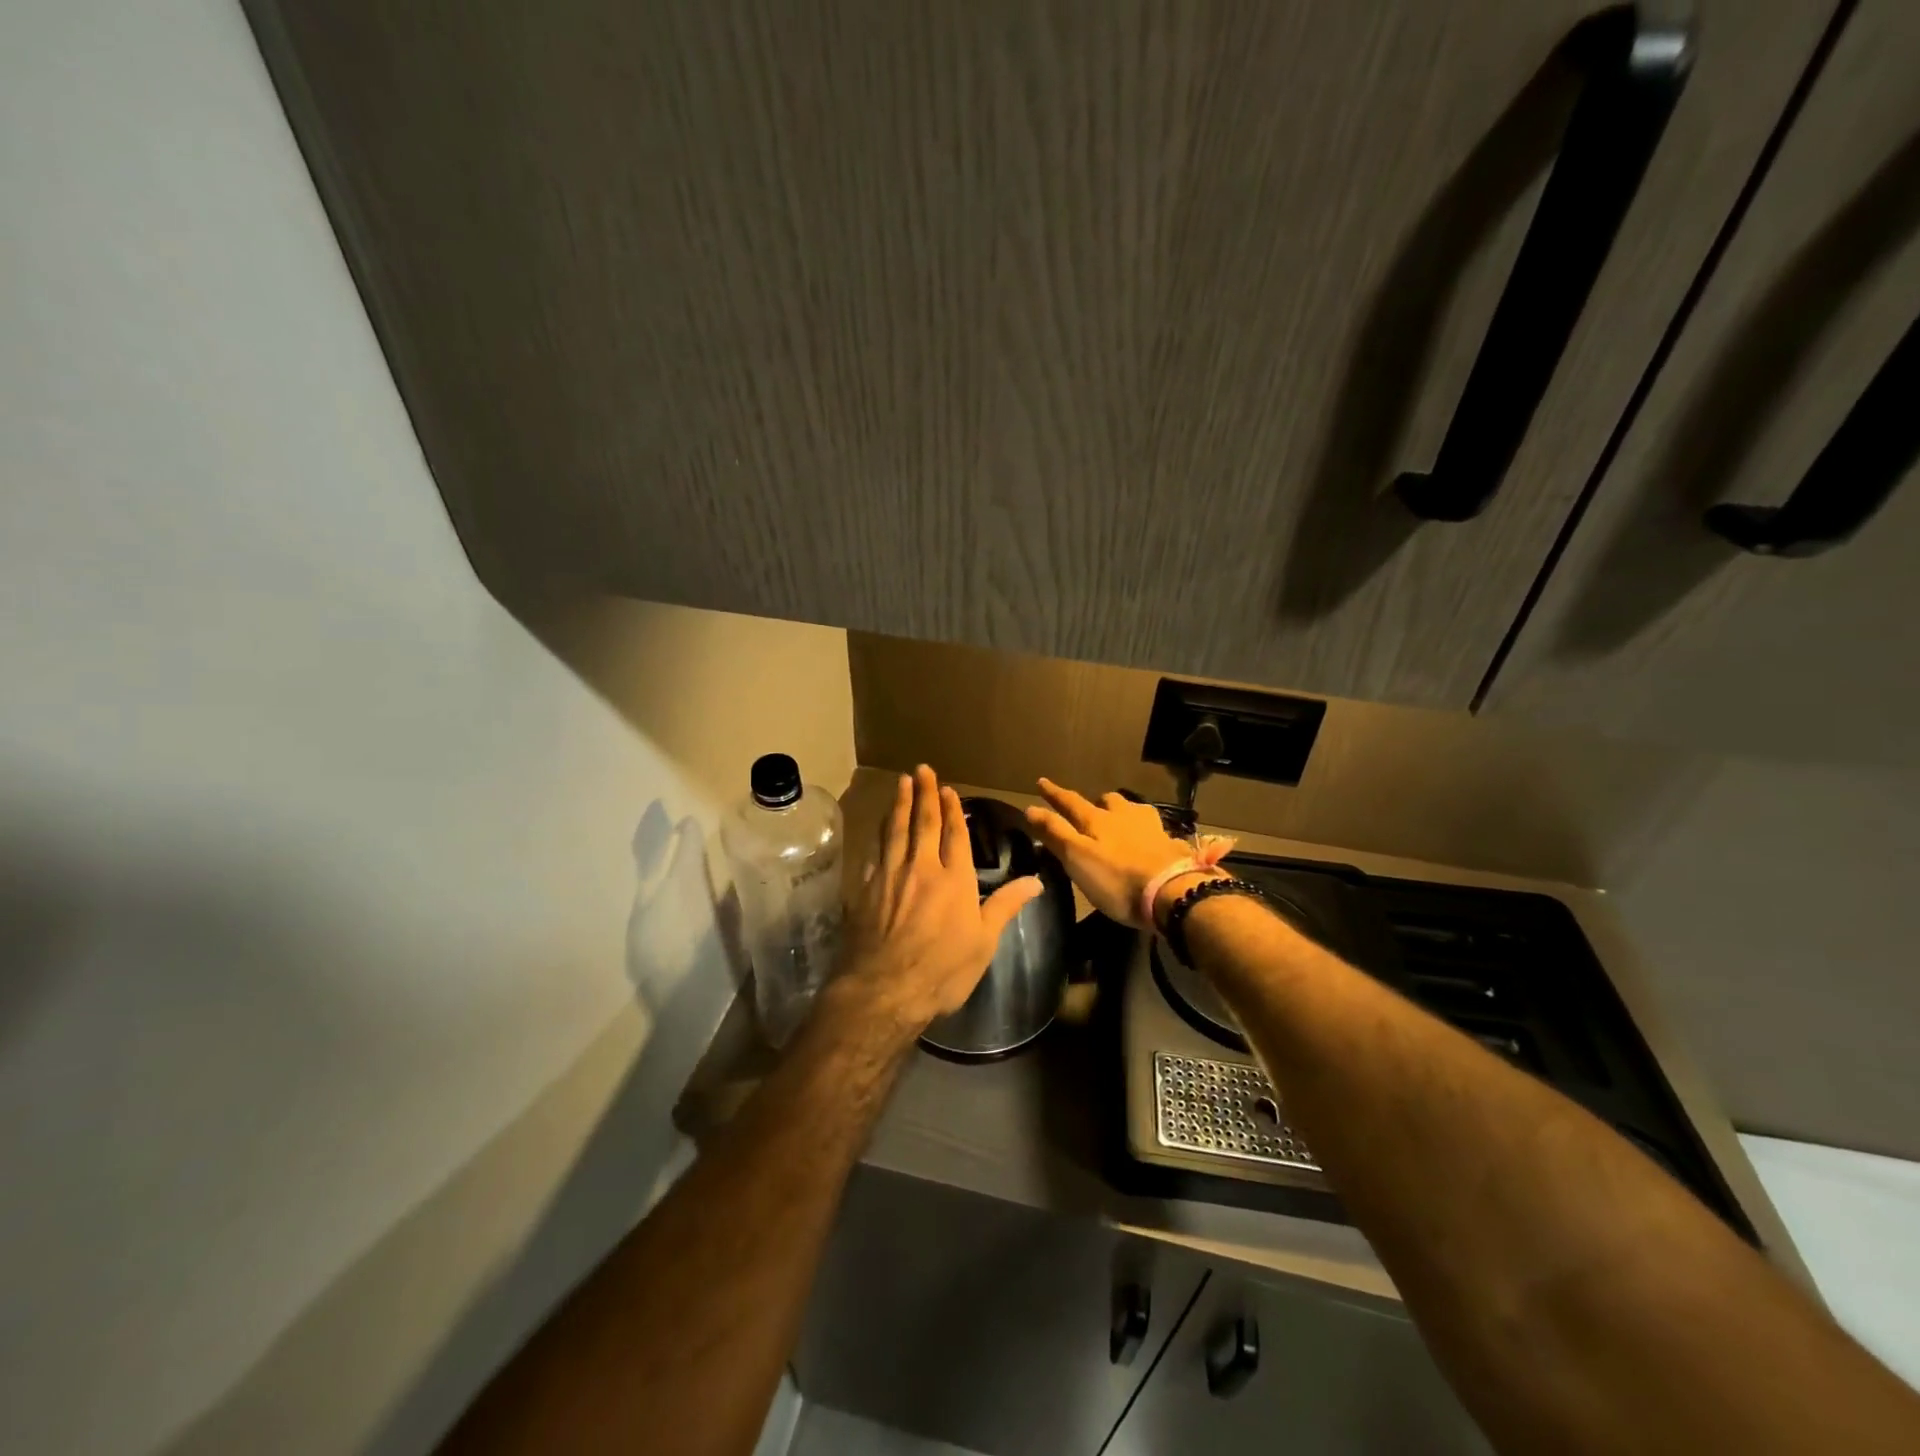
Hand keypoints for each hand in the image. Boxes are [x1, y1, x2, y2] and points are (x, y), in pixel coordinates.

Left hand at [838, 767, 1043, 1036]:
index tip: (948, 790)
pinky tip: (878, 828)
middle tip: (922, 769)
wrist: (885, 989)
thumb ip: (1005, 905)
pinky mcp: (866, 888)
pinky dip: (878, 834)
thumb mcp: (984, 942)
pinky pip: (874, 852)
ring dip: (899, 804)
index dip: (952, 810)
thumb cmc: (943, 970)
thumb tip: (1036, 881)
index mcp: (954, 879)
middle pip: (923, 823)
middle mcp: (921, 868)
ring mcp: (890, 875)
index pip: (954, 834)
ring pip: (895, 830)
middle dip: (924, 794)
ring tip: (901, 783)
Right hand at [1024, 778, 1218, 929]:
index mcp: (1097, 820)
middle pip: (1108, 801)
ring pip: (1134, 810)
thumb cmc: (1117, 879)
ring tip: (1120, 821)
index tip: (1041, 781)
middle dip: (1096, 802)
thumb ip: (1055, 832)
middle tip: (1089, 810)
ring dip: (1124, 811)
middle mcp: (1124, 816)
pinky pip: (1155, 830)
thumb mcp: (1077, 857)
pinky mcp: (1171, 845)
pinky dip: (1146, 831)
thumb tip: (1030, 808)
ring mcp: (1151, 828)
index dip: (1054, 793)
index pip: (1070, 801)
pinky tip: (1149, 840)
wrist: (1173, 893)